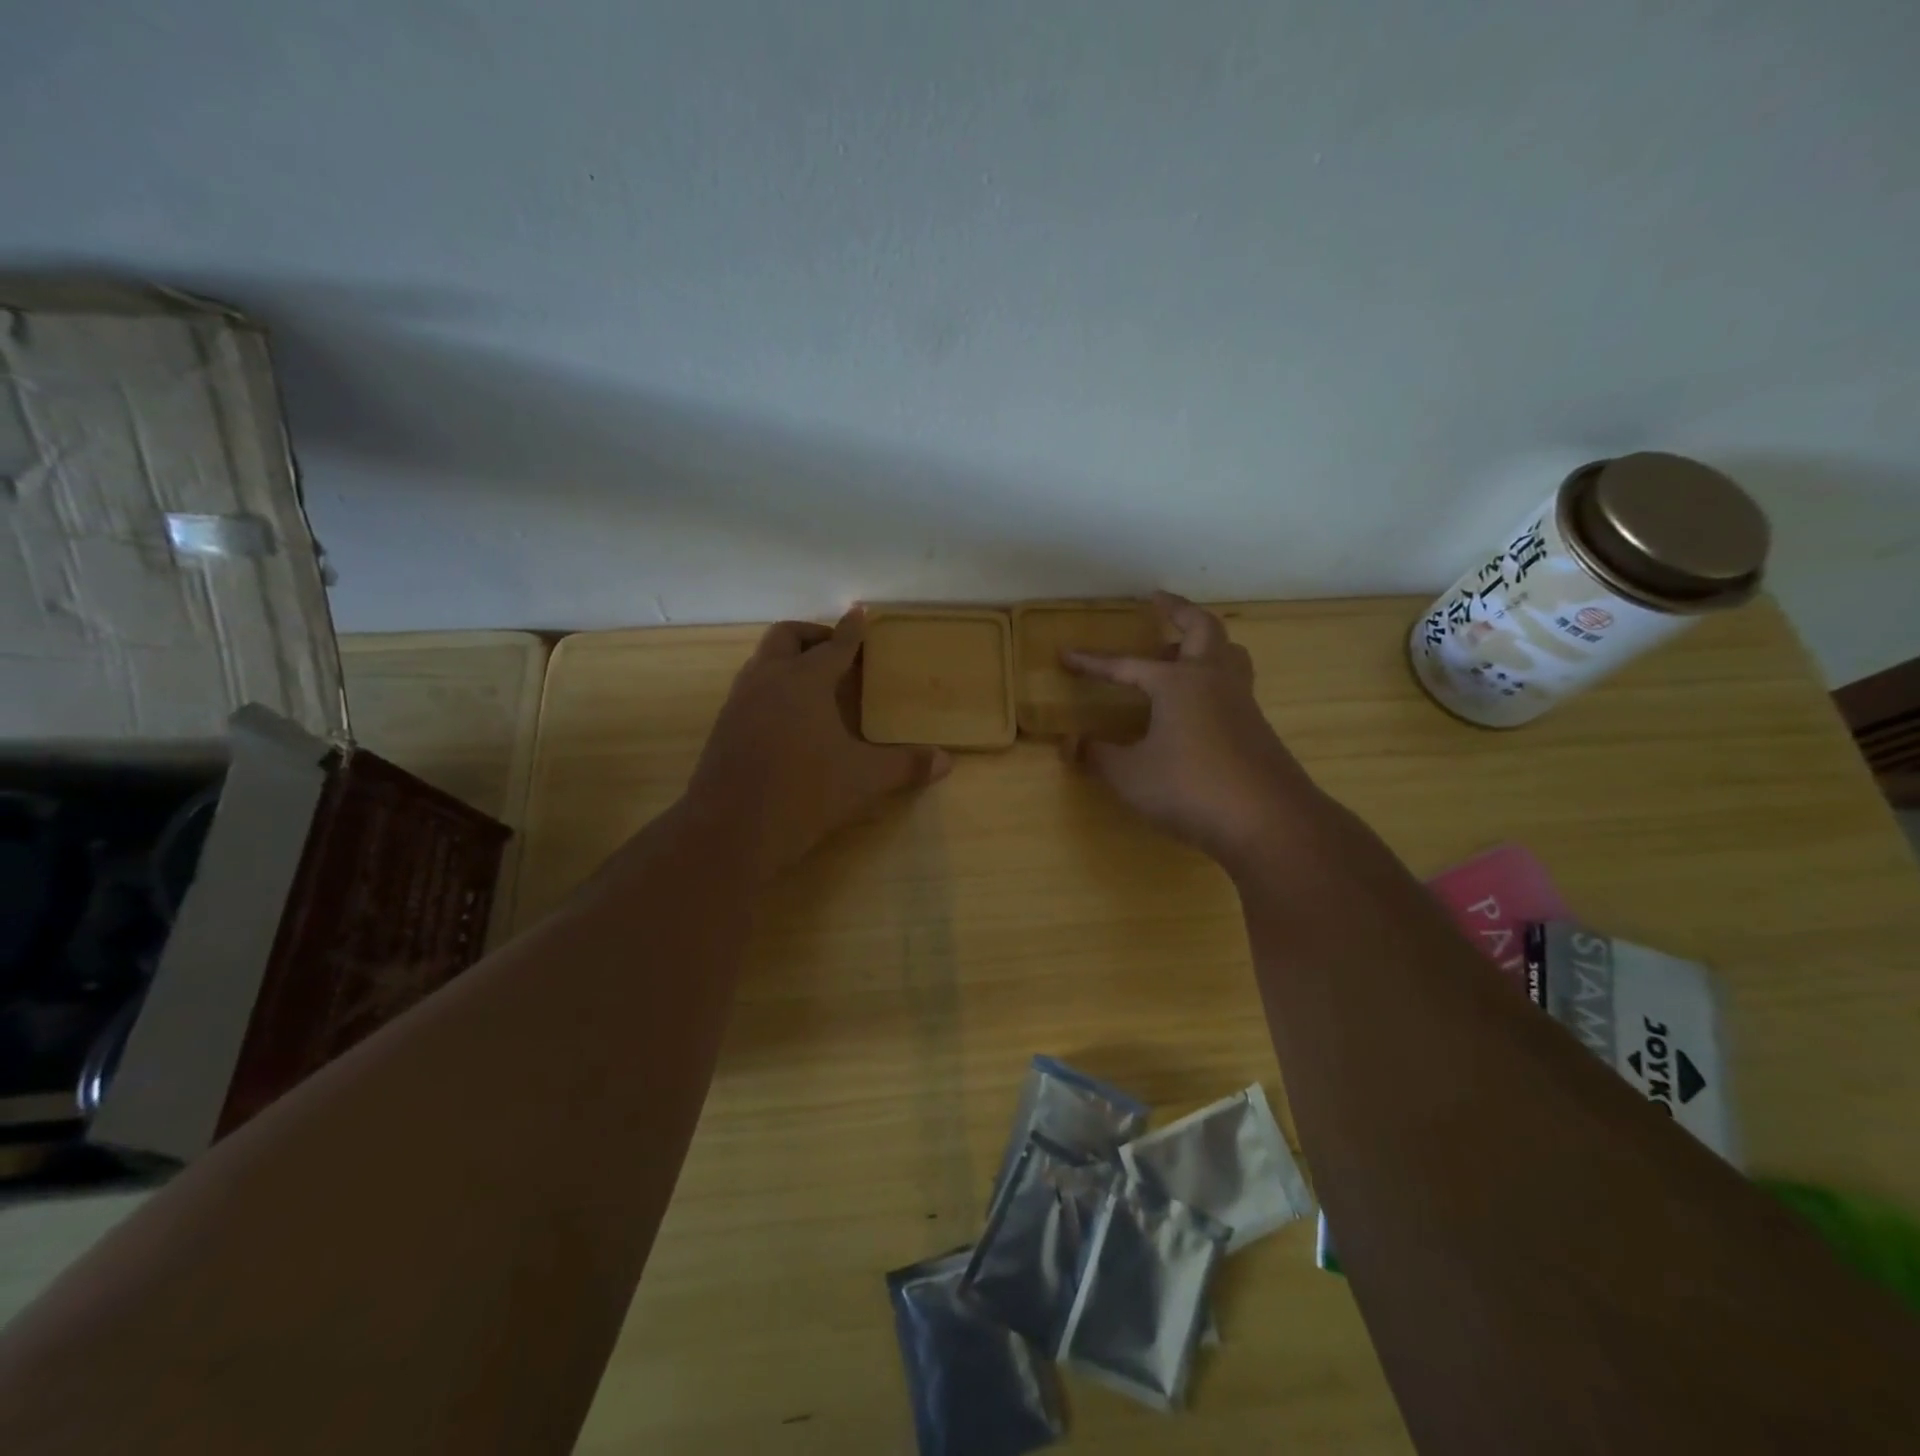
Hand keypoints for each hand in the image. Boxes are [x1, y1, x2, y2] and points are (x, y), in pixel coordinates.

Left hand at [685, 610, 949, 880]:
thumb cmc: (804, 794)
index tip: (860, 611)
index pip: (835, 645)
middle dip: (813, 634)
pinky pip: (751, 687)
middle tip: (837, 650)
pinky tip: (788, 717)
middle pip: (787, 636)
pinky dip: (772, 684)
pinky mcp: (724, 725)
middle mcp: (769, 679)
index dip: (852, 629)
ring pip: (763, 660)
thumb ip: (905, 766)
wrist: (729, 831)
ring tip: (814, 681)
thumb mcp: (863, 780)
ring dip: (788, 658)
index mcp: (805, 681)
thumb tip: (946, 761)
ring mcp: (740, 701)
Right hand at [1064, 593, 1318, 870]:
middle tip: (1158, 601)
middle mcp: (1212, 680)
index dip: (1093, 663)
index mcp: (1178, 683)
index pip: (1126, 666)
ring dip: (1204, 642)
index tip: (1066, 655)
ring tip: (1180, 650)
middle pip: (1201, 627)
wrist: (1267, 821)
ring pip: (1228, 653)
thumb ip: (1098, 756)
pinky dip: (1214, 677)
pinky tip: (1198, 706)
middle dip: (1178, 609)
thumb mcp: (1130, 776)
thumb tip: (1070, 744)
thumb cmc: (1190, 788)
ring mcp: (1241, 702)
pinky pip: (1235, 685)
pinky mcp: (1257, 728)